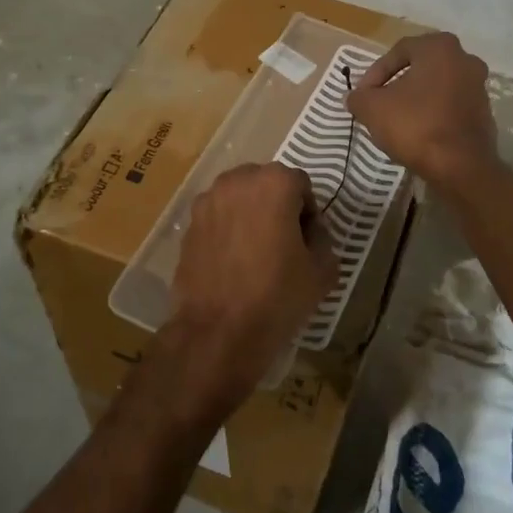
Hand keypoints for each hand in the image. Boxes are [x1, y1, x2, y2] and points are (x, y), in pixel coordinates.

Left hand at [159, 163, 335, 425]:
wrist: (218, 332)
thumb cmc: (277, 296)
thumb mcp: (323, 271)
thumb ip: (323, 238)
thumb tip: (310, 231)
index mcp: (274, 183)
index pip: (301, 185)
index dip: (309, 213)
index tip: (307, 242)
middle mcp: (238, 181)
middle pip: (267, 184)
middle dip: (278, 206)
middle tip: (284, 244)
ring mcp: (208, 201)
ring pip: (239, 199)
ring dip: (251, 215)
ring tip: (256, 254)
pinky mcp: (189, 224)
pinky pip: (218, 217)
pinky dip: (228, 230)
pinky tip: (232, 263)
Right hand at [346, 32, 499, 189]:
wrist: (460, 167)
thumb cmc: (415, 125)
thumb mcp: (372, 108)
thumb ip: (358, 97)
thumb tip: (354, 97)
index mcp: (440, 47)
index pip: (398, 51)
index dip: (375, 73)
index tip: (363, 95)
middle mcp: (464, 59)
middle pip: (419, 68)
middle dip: (395, 85)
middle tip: (377, 104)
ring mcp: (479, 87)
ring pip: (436, 87)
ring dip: (414, 100)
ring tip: (395, 121)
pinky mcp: (484, 113)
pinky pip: (449, 106)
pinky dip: (432, 114)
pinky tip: (417, 133)